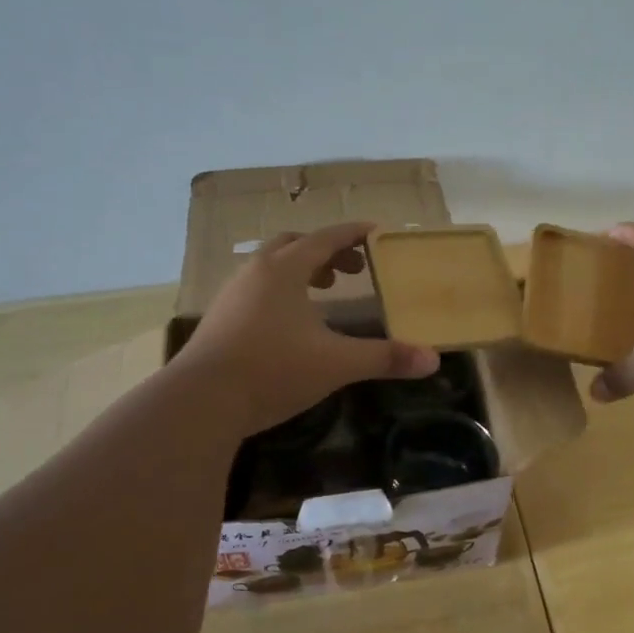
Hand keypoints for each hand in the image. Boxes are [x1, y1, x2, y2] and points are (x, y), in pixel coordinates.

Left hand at [177, 222, 439, 435]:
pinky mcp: (220, 319)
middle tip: (353, 270)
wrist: (201, 401)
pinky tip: (291, 323)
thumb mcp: (337, 364)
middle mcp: (256, 272)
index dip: (355, 233)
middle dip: (327, 252)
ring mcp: (233, 294)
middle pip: (295, 245)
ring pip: (271, 267)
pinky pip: (257, 289)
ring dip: (301, 271)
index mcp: (285, 269)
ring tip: (324, 293)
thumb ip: (385, 358)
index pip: (327, 238)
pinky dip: (281, 292)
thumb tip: (432, 360)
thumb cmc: (273, 370)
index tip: (378, 232)